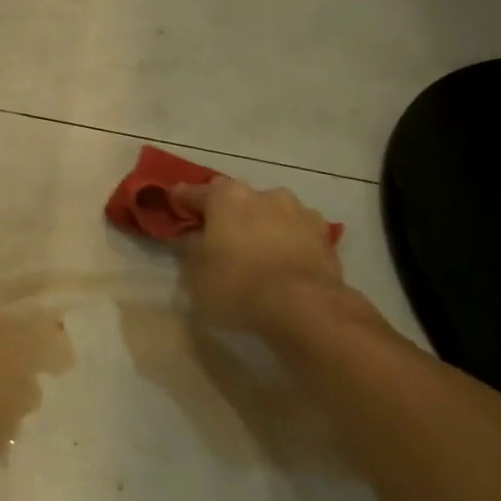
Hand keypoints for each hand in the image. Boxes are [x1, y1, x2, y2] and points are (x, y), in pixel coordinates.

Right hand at [172, 179, 345, 338]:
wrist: (305, 308)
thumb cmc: (238, 286)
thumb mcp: (195, 274)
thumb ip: (192, 249)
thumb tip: (195, 237)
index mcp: (226, 197)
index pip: (195, 192)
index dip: (182, 201)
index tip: (175, 206)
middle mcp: (263, 194)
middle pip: (237, 198)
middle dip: (227, 212)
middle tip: (219, 234)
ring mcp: (299, 211)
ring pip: (271, 212)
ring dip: (262, 224)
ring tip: (257, 251)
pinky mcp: (325, 235)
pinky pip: (297, 233)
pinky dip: (289, 241)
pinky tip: (285, 262)